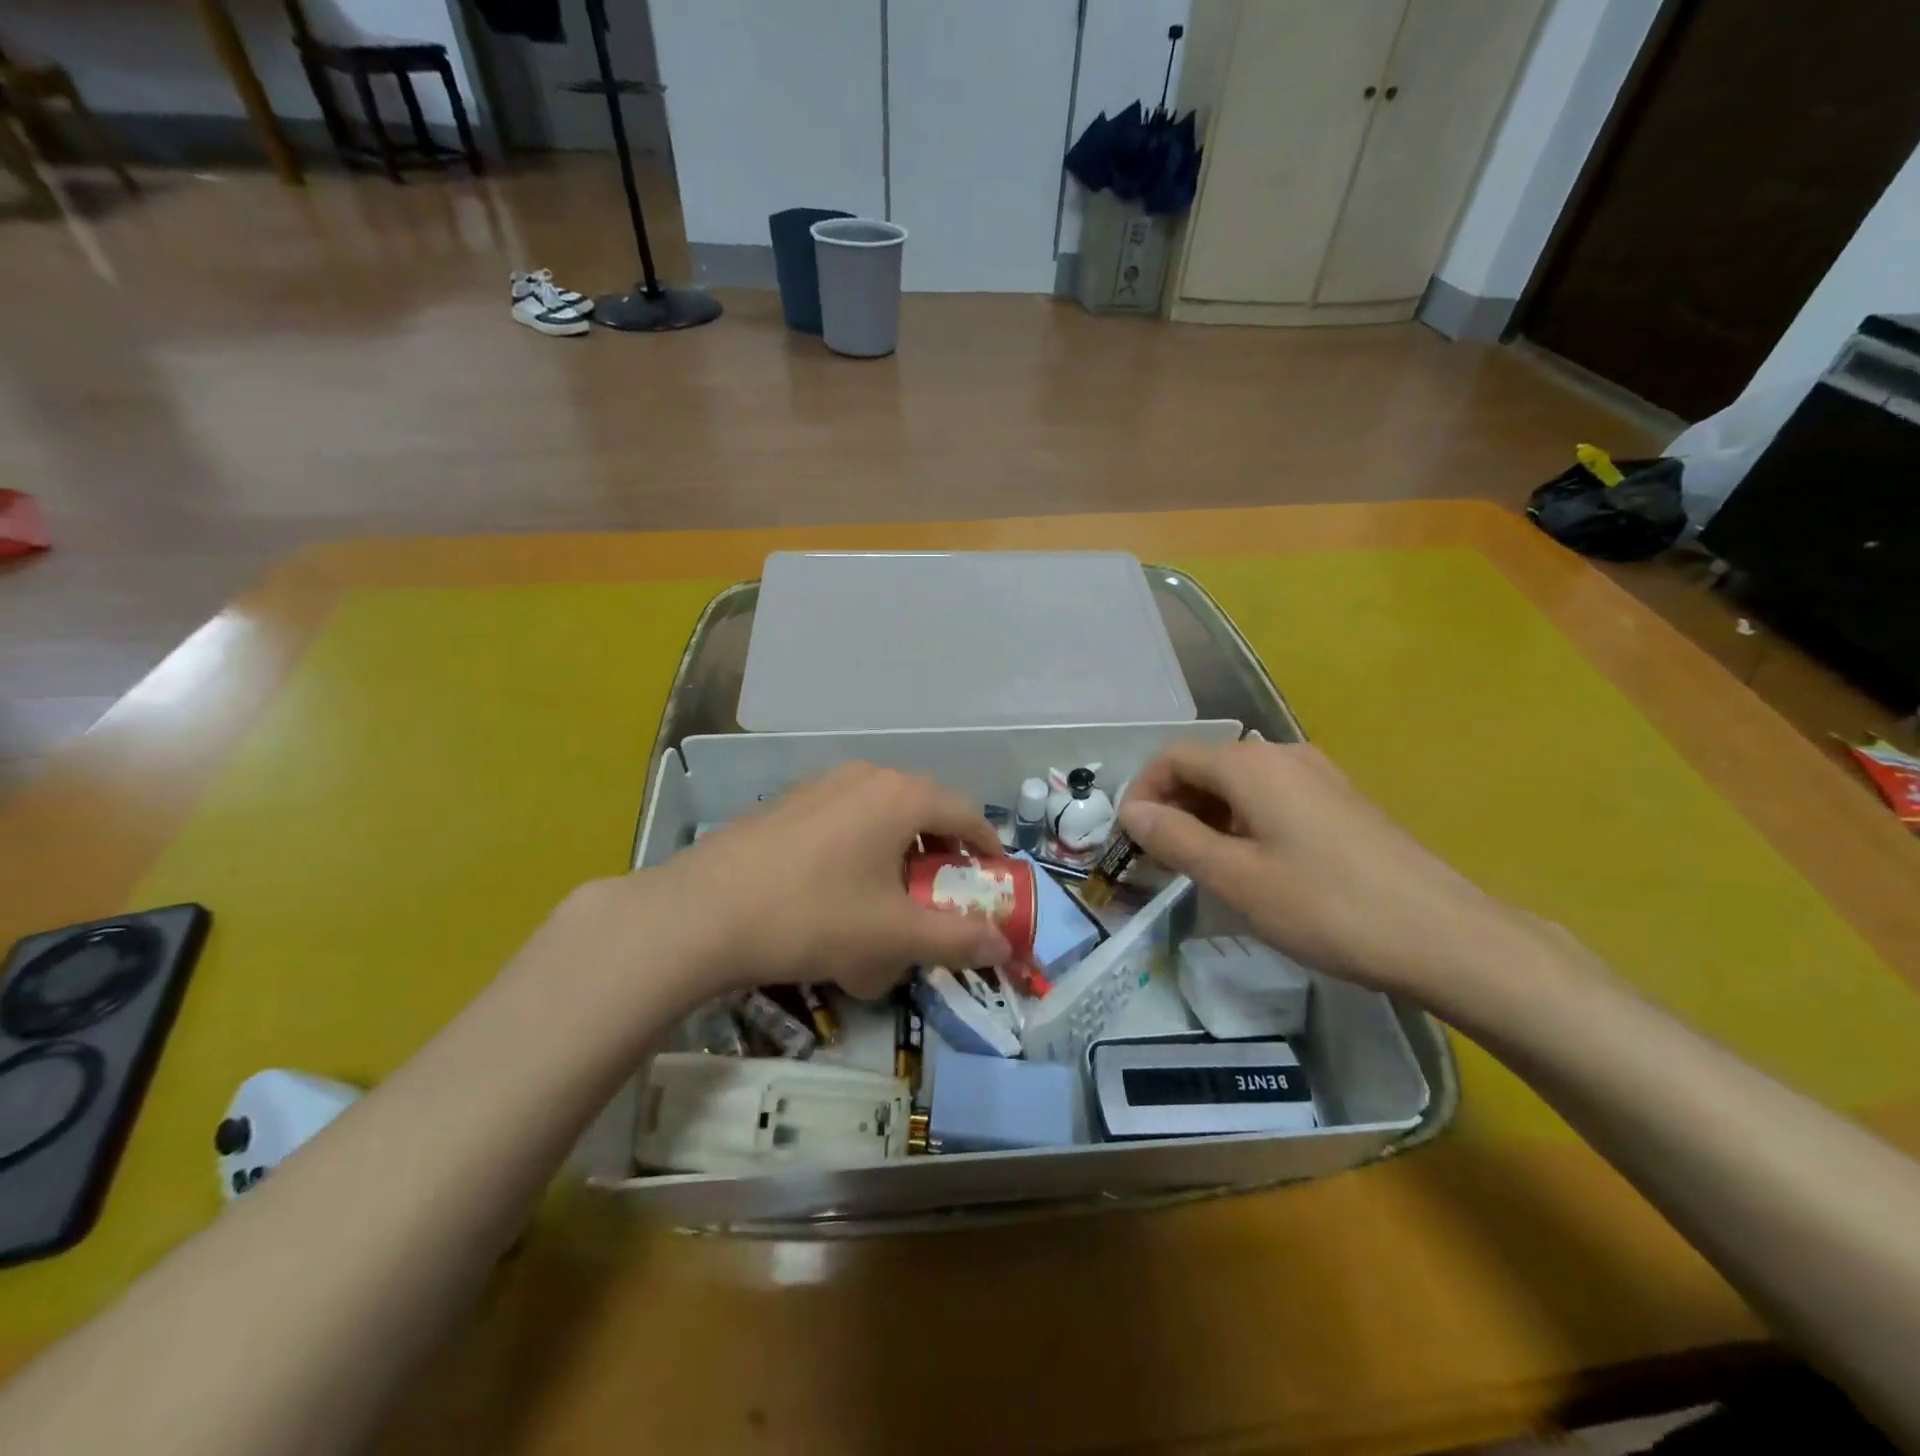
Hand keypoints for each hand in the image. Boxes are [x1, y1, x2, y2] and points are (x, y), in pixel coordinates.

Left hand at [643, 762, 1013, 998]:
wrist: (701, 913)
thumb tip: (1004, 946)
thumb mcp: (894, 936)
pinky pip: (844, 820)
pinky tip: (840, 890)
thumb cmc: (813, 916)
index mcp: (900, 796)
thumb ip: (957, 939)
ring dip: (899, 850)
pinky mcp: (788, 803)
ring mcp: (821, 785)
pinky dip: (861, 848)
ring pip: (881, 814)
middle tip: (945, 893)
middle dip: (941, 852)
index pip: (965, 813)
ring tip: (893, 895)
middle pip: (923, 809)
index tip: (996, 879)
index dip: (987, 848)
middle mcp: (865, 776)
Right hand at [1118, 741, 1569, 1009]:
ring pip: (1239, 785)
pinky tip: (1250, 865)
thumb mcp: (1235, 878)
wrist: (1444, 936)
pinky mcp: (1341, 803)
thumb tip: (1131, 811)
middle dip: (1172, 806)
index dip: (1142, 792)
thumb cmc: (1326, 906)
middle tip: (1158, 858)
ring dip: (1206, 816)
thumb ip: (1175, 838)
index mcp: (1251, 765)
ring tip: (1198, 866)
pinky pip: (1272, 799)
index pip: (1173, 757)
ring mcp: (1318, 777)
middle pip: (1206, 766)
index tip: (1129, 839)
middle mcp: (1283, 756)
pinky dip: (1242, 822)